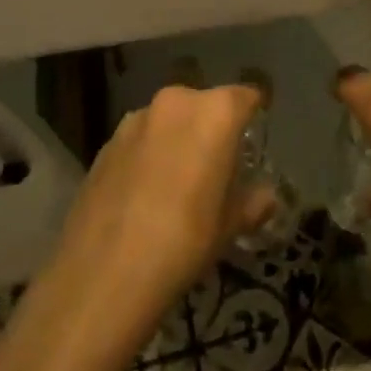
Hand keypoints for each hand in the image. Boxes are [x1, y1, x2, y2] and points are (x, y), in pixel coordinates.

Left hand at [54, 84, 279, 315]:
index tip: (255, 138)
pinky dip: (148, 155)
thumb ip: (252, 203)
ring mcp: (135, 120)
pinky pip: (140, 140)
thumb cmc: (184, 241)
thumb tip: (266, 197)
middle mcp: (175, 103)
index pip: (246, 97)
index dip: (254, 115)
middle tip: (218, 166)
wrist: (103, 273)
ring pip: (169, 121)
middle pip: (204, 105)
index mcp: (214, 112)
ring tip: (178, 182)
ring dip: (177, 140)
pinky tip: (144, 194)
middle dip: (213, 128)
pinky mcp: (105, 143)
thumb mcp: (229, 226)